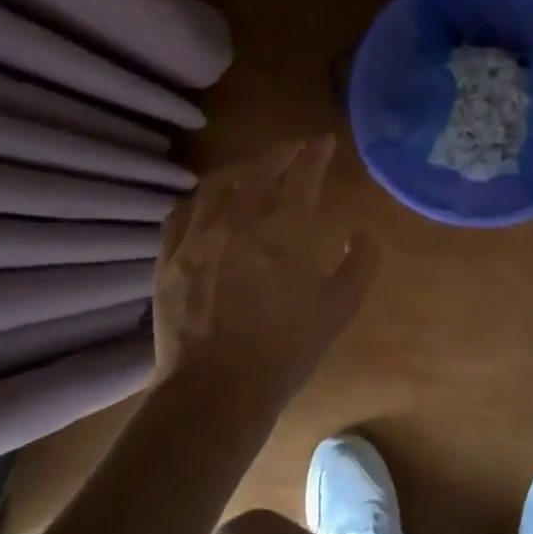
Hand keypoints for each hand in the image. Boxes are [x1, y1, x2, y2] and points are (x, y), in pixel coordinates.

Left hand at [153, 136, 379, 406]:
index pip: (303, 174)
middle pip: (260, 168)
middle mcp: (241, 219)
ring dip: (240, 170)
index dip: (315, 153)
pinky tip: (207, 204)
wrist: (217, 390)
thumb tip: (362, 232)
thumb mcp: (339, 309)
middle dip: (281, 152)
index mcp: (286, 229)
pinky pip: (182, 212)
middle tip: (293, 149)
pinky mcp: (170, 257)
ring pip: (218, 184)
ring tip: (252, 171)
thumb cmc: (286, 349)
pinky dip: (200, 199)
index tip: (323, 143)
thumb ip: (360, 264)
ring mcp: (200, 236)